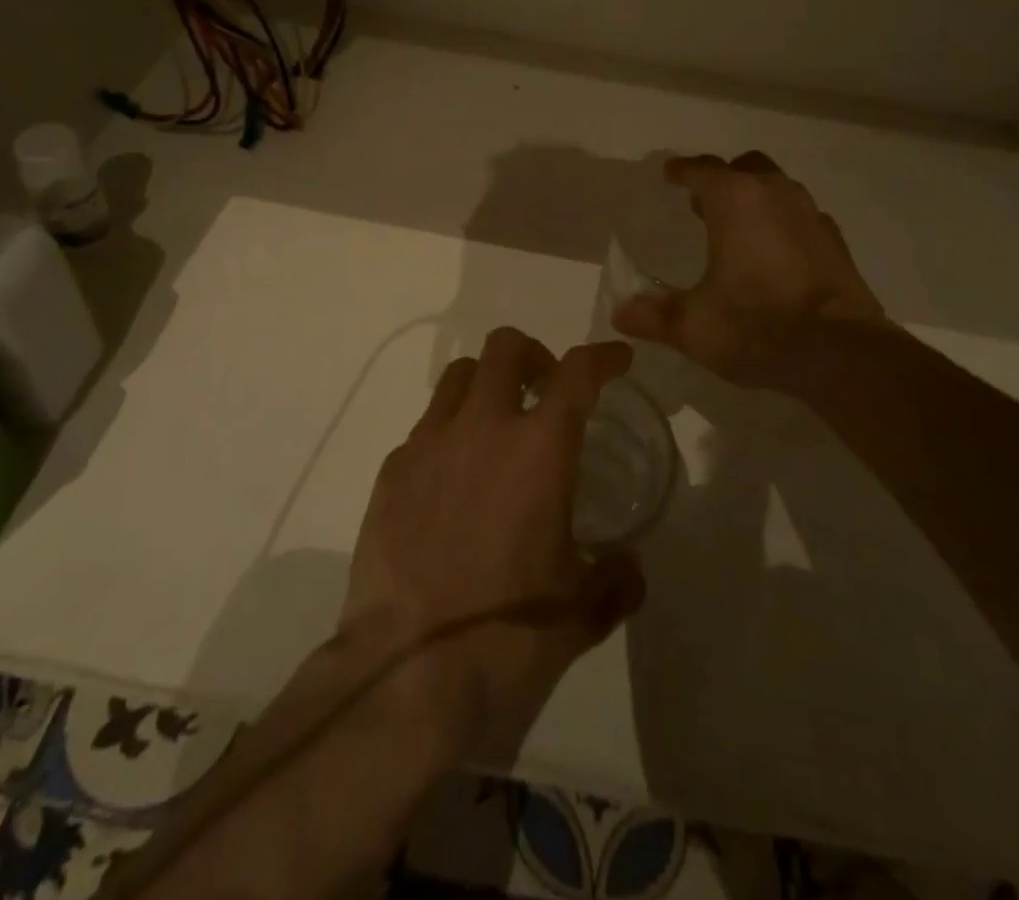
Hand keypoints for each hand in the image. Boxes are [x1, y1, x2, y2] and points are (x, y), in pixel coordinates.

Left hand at [337, 329, 645, 763]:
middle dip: (533, 355)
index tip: (616, 359)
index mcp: (539, 448)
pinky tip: (452, 484)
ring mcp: (429, 443)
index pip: (577, 373)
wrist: (408, 672)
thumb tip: (628, 566)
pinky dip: (448, 435)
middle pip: (505, 347)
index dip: (602, 356)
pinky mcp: (391, 471)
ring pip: (458, 376)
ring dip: (486, 385)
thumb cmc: (508, 635)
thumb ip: (616, 579)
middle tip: (544, 390)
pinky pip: (425, 428)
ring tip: (495, 427)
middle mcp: (482, 427)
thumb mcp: (581, 612)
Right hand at [611, 151, 888, 391]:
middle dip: (722, 179)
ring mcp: (811, 216)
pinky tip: (775, 254)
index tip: (668, 174)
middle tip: (702, 202)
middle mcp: (775, 195)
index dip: (680, 171)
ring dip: (755, 198)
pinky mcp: (836, 242)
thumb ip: (652, 316)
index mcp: (735, 200)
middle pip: (745, 168)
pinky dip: (782, 224)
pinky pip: (801, 217)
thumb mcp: (693, 326)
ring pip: (778, 188)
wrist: (841, 354)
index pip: (701, 170)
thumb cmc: (757, 326)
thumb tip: (619, 314)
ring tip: (736, 227)